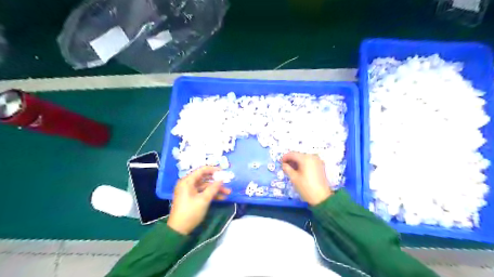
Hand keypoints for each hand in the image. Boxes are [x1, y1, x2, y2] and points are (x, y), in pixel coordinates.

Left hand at [168, 166, 231, 234]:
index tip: (224, 172)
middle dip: (216, 181)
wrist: (179, 230)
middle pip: (204, 178)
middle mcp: (188, 184)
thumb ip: (213, 188)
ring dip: (216, 189)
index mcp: (187, 181)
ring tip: (228, 192)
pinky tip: (222, 198)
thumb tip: (222, 179)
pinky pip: (203, 192)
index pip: (202, 170)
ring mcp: (189, 191)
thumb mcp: (204, 199)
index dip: (213, 170)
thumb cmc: (190, 212)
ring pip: (205, 186)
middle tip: (227, 182)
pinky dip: (211, 194)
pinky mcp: (191, 198)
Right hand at [279, 151, 333, 205]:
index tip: (280, 162)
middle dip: (291, 160)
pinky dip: (303, 164)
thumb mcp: (294, 178)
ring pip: (303, 158)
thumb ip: (287, 169)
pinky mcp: (320, 165)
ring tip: (291, 169)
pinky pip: (309, 161)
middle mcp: (312, 156)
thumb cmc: (306, 187)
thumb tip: (283, 164)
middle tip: (285, 167)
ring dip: (296, 162)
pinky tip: (299, 170)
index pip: (292, 154)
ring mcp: (317, 160)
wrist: (322, 197)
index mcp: (305, 158)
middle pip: (298, 155)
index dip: (285, 157)